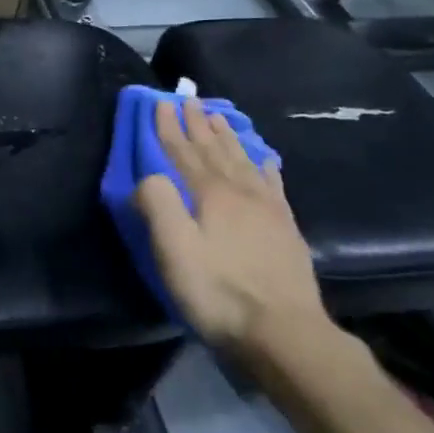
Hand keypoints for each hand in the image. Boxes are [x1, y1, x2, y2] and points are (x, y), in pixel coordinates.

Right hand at [134, 97, 328, 358]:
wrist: (284, 333)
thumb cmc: (219, 293)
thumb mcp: (175, 251)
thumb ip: (158, 206)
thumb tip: (147, 175)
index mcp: (211, 195)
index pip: (184, 152)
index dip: (169, 128)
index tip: (160, 103)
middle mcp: (241, 192)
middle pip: (215, 150)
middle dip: (198, 124)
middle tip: (189, 99)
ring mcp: (268, 209)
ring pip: (244, 161)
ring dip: (227, 137)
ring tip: (219, 116)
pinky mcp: (286, 228)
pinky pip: (272, 184)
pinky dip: (264, 165)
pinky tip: (265, 159)